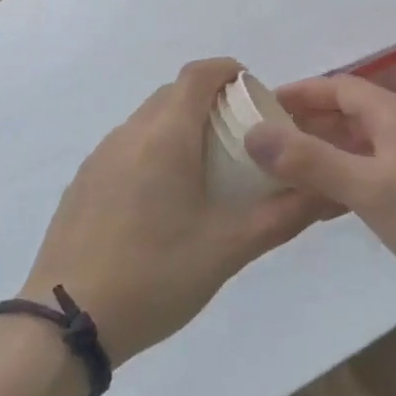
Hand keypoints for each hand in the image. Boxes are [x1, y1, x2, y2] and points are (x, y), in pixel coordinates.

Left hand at [21, 59, 336, 363]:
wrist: (66, 324)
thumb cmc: (155, 276)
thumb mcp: (230, 248)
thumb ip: (284, 215)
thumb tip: (329, 192)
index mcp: (166, 137)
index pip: (198, 74)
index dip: (229, 71)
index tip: (255, 93)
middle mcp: (129, 134)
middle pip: (174, 94)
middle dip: (210, 101)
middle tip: (241, 137)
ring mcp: (100, 158)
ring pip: (148, 121)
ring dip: (181, 127)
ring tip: (207, 169)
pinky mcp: (83, 183)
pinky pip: (127, 147)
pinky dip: (154, 151)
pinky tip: (164, 200)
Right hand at [244, 75, 395, 307]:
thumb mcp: (366, 186)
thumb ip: (310, 160)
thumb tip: (253, 133)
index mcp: (391, 113)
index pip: (336, 87)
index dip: (297, 93)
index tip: (257, 106)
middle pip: (343, 114)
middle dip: (303, 124)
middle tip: (259, 143)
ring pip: (353, 145)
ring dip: (318, 155)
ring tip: (278, 173)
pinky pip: (365, 171)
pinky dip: (338, 180)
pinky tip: (316, 205)